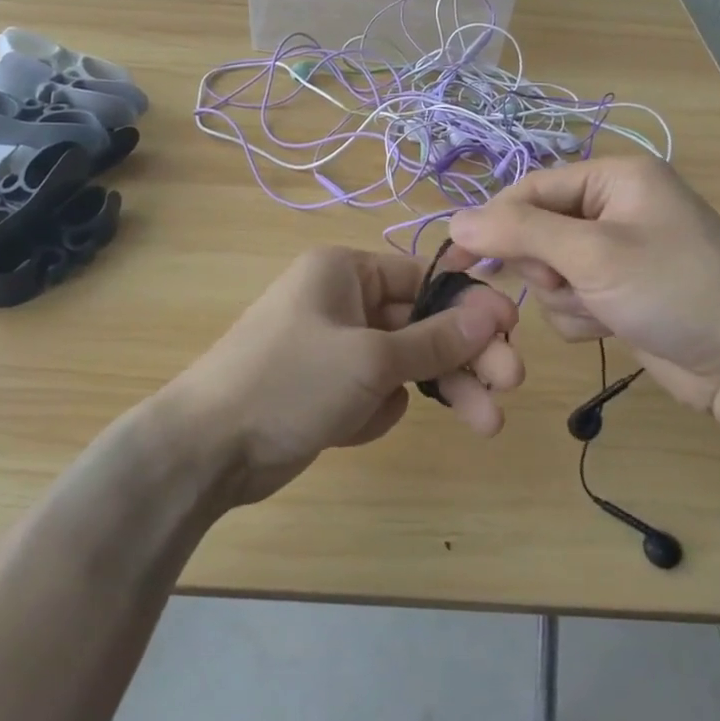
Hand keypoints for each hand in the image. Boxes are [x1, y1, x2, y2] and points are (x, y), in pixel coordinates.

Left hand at [161, 247, 522, 504]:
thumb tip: (493, 312)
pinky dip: (376, 411)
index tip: (512, 330)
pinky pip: (376, 392)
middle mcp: (342, 302)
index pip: (423, 278)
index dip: (469, 304)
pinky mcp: (328, 389)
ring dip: (438, 389)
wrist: (208, 448)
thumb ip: (435, 339)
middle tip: (511, 384)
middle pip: (421, 324)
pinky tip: (352, 428)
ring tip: (486, 423)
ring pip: (405, 363)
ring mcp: (335, 348)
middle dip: (464, 356)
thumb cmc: (290, 381)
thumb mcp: (371, 359)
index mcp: (345, 272)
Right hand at [447, 157, 719, 419]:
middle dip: (545, 267)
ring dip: (564, 297)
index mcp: (614, 178)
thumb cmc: (675, 291)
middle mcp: (615, 207)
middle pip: (537, 231)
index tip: (457, 259)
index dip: (493, 223)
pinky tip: (613, 326)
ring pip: (549, 270)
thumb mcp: (593, 255)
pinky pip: (571, 297)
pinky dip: (581, 315)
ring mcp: (619, 252)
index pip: (531, 189)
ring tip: (602, 310)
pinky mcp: (621, 292)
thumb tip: (454, 221)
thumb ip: (520, 233)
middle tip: (567, 285)